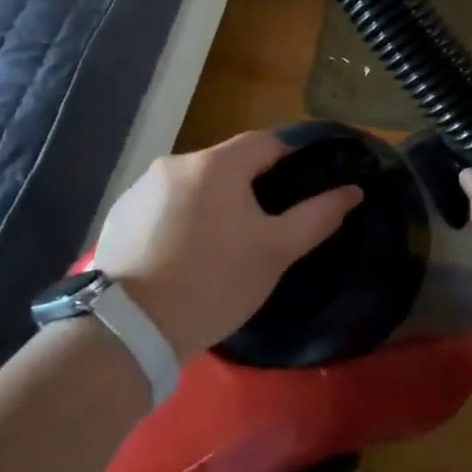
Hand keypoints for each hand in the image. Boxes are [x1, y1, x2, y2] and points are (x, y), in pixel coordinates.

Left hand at [91, 131, 361, 357]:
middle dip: (246, 188)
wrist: (130, 329)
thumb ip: (317, 216)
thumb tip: (353, 190)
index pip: (265, 142)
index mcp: (216, 164)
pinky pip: (162, 205)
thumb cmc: (214, 282)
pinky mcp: (119, 214)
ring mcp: (141, 188)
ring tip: (216, 248)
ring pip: (192, 185)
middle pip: (226, 164)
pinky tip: (179, 257)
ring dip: (209, 203)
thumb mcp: (275, 252)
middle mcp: (175, 162)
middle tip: (258, 231)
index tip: (295, 195)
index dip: (287, 162)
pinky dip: (177, 220)